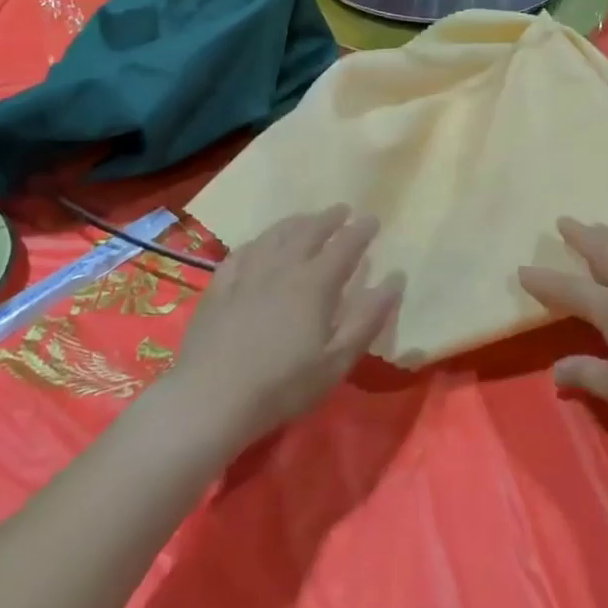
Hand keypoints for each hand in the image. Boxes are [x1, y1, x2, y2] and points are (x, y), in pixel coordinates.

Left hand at [166, 206, 400, 453]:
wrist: (211, 397)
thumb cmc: (283, 384)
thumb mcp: (337, 360)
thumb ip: (368, 317)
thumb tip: (396, 278)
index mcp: (315, 282)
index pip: (345, 245)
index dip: (361, 231)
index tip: (373, 219)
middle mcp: (283, 265)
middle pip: (309, 230)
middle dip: (329, 218)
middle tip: (342, 210)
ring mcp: (247, 271)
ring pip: (276, 234)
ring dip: (296, 222)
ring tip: (307, 218)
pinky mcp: (220, 284)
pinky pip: (244, 250)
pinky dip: (260, 240)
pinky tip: (261, 244)